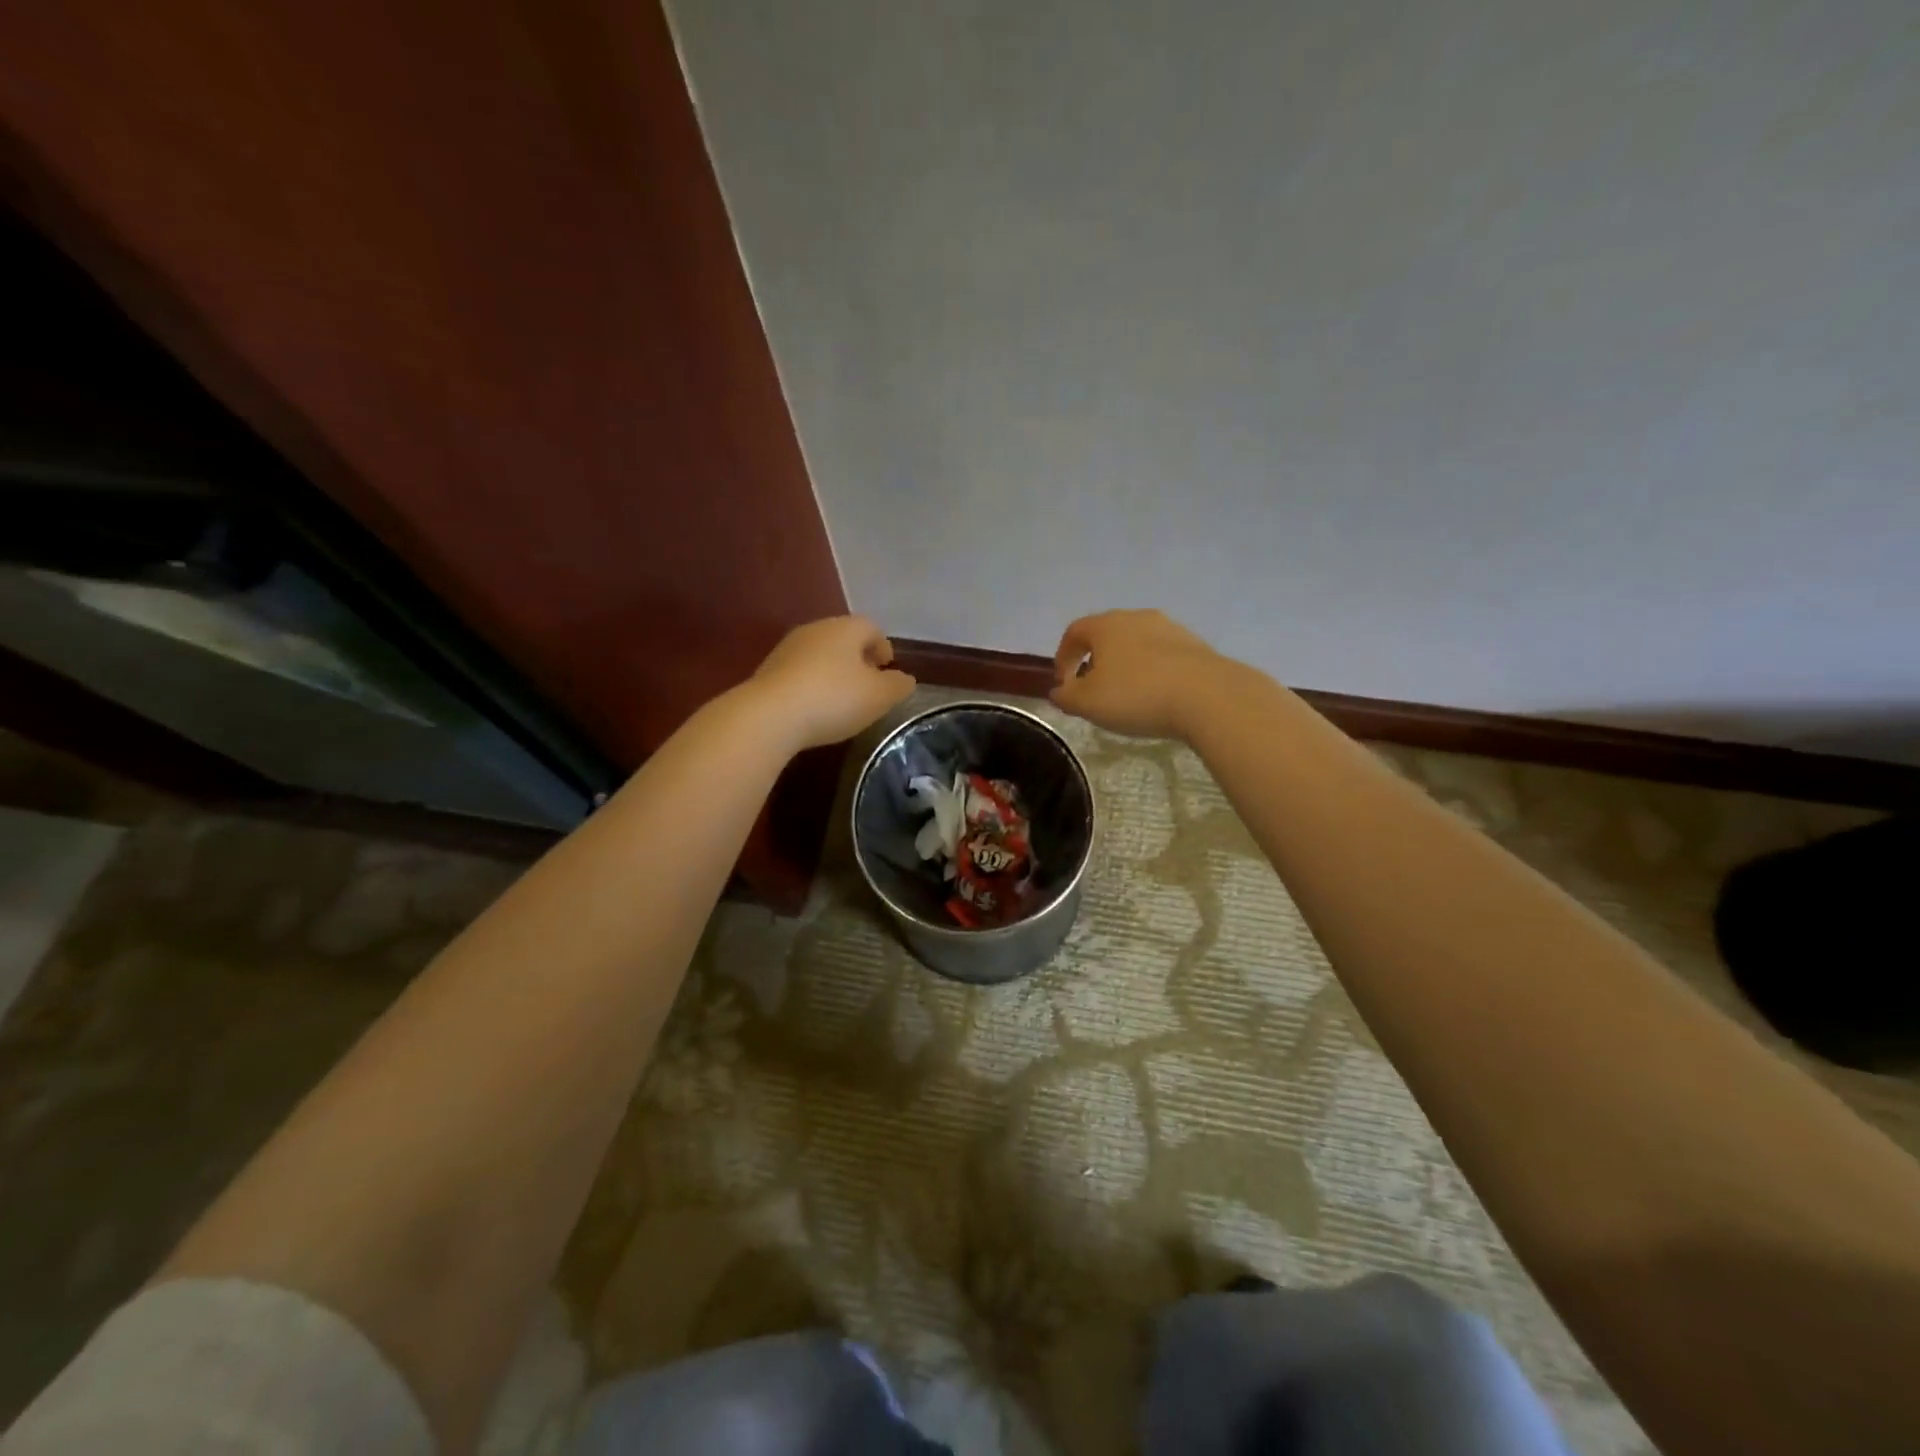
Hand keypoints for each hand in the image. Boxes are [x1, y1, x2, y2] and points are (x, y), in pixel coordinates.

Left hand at [748, 616, 916, 750]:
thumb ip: (898, 685)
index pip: (871, 627)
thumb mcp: (879, 696)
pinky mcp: (767, 671)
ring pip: (820, 655)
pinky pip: (799, 673)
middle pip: (844, 639)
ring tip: (842, 699)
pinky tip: (815, 708)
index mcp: (845, 628)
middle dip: (858, 658)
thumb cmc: (834, 699)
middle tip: (868, 684)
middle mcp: (815, 630)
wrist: (769, 716)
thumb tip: (905, 679)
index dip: (883, 646)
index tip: (888, 667)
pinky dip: (812, 685)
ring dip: (834, 672)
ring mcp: (787, 649)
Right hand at [1050, 609, 1227, 739]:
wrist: (1208, 697)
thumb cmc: (1136, 695)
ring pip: (1137, 643)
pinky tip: (1157, 696)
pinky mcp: (1195, 645)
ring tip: (1126, 694)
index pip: (1074, 632)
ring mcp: (1170, 629)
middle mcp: (1137, 617)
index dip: (1063, 656)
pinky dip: (1152, 671)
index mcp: (1106, 625)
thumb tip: (1058, 691)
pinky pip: (1163, 656)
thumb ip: (1066, 697)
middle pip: (1107, 634)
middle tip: (1093, 688)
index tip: (1063, 682)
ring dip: (1126, 665)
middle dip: (1095, 660)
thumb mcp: (1088, 703)